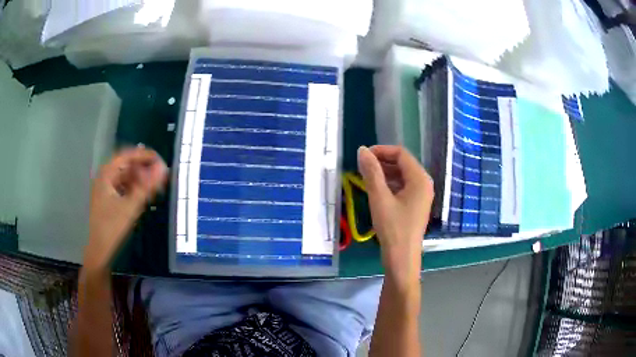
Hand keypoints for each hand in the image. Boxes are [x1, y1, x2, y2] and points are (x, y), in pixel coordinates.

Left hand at [85, 147, 167, 269]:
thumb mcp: (131, 207)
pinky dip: (133, 188)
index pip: (126, 155)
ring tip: (152, 185)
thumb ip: (147, 187)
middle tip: (158, 174)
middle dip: (142, 168)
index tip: (159, 159)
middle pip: (125, 165)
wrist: (99, 251)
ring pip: (124, 177)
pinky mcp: (107, 199)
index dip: (143, 155)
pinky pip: (122, 187)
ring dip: (139, 179)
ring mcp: (105, 188)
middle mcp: (104, 177)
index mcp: (106, 174)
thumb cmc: (112, 227)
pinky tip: (142, 195)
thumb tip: (163, 168)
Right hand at [357, 145, 432, 283]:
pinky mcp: (416, 205)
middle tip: (361, 167)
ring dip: (384, 173)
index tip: (362, 156)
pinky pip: (403, 187)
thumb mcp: (380, 198)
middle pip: (403, 163)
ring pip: (402, 175)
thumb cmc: (393, 228)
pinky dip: (389, 184)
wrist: (402, 258)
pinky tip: (375, 190)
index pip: (401, 153)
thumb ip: (371, 172)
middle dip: (382, 161)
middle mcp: (424, 183)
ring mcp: (421, 195)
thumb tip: (362, 150)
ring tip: (365, 177)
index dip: (381, 151)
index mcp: (420, 178)